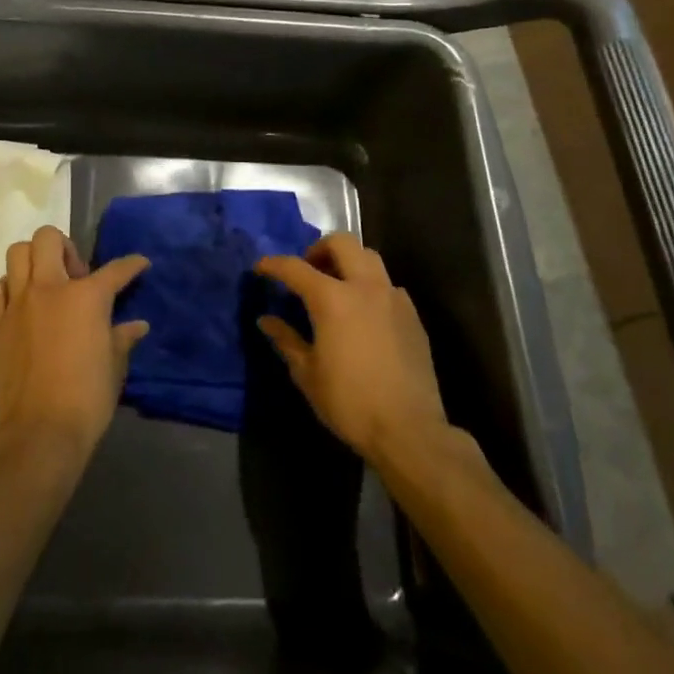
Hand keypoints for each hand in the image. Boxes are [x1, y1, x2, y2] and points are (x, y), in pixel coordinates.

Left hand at [0, 226, 149, 464]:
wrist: (36, 434)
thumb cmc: (85, 401)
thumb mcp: (114, 368)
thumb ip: (123, 339)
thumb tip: (137, 326)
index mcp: (86, 297)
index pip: (115, 270)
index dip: (132, 265)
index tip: (139, 264)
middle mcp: (48, 288)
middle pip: (48, 238)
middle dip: (64, 247)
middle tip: (74, 275)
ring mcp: (16, 304)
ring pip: (17, 254)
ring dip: (33, 261)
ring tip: (44, 284)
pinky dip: (9, 289)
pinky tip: (20, 308)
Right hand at [253, 235, 450, 465]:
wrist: (410, 430)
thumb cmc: (351, 403)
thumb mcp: (308, 375)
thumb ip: (286, 340)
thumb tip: (266, 321)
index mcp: (332, 299)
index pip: (295, 268)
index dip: (273, 264)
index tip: (261, 268)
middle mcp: (364, 287)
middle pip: (341, 243)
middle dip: (318, 249)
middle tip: (307, 269)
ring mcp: (393, 298)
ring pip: (369, 257)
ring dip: (348, 262)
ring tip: (337, 286)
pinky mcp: (412, 315)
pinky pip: (388, 285)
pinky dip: (371, 287)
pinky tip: (365, 313)